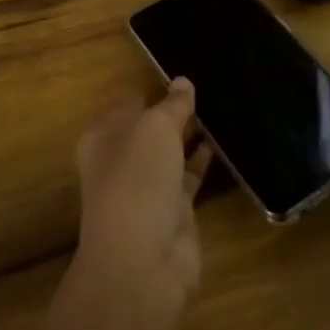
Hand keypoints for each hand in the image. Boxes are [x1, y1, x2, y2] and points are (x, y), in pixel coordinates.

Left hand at [74, 79, 211, 315]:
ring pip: (172, 151)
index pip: (129, 102)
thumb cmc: (137, 181)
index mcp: (104, 137)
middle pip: (150, 127)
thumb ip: (172, 104)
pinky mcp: (174, 210)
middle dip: (174, 109)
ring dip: (192, 133)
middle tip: (210, 82)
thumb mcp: (154, 128)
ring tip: (223, 104)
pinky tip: (225, 139)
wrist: (143, 261)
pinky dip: (204, 159)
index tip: (183, 68)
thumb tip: (183, 82)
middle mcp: (122, 160)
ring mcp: (148, 187)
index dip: (152, 86)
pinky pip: (191, 175)